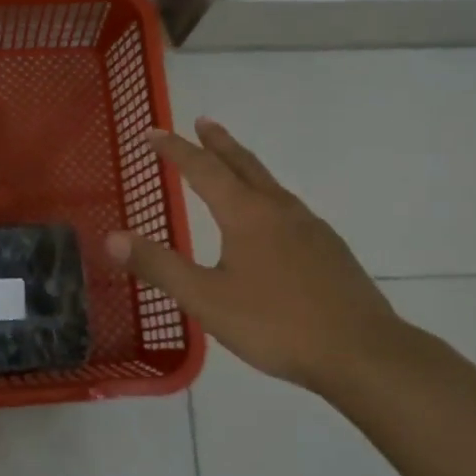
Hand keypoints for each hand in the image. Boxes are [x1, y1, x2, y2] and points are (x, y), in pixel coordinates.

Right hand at [104, 117, 403, 391]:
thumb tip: (111, 237)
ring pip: (270, 184)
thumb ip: (159, 266)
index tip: (153, 133)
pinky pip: (288, 207)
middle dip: (219, 143)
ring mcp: (310, 228)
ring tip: (232, 164)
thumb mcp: (207, 299)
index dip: (175, 150)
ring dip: (244, 166)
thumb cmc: (277, 324)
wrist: (364, 354)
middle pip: (243, 164)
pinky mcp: (329, 250)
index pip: (202, 169)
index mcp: (246, 214)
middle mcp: (279, 209)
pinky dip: (266, 195)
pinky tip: (271, 220)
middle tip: (203, 121)